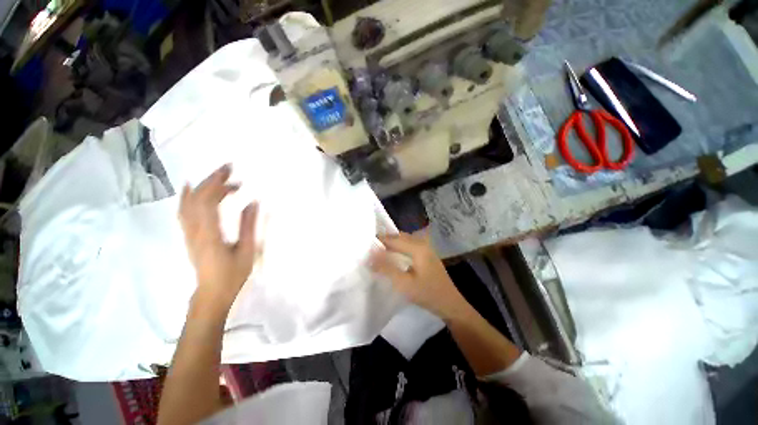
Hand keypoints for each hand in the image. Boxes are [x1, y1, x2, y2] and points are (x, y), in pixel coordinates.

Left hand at [179, 164, 260, 309]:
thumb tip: (253, 202)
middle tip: (228, 169)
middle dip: (211, 180)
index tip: (233, 172)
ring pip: (187, 203)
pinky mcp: (188, 236)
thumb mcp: (247, 250)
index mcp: (210, 234)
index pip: (208, 201)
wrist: (211, 293)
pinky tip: (191, 188)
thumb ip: (249, 225)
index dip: (218, 183)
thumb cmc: (232, 274)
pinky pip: (183, 211)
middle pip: (196, 198)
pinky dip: (186, 197)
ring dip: (201, 186)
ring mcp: (188, 233)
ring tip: (217, 177)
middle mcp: (194, 230)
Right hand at [370, 232, 466, 319]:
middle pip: (398, 236)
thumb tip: (370, 254)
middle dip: (384, 240)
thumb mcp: (404, 283)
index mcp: (417, 247)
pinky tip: (392, 255)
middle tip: (369, 248)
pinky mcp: (426, 253)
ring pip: (404, 240)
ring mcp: (425, 247)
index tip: (364, 246)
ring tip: (378, 251)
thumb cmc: (427, 294)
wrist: (450, 303)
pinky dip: (398, 247)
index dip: (378, 241)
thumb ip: (386, 268)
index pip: (393, 239)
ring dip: (391, 243)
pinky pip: (408, 245)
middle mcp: (421, 243)